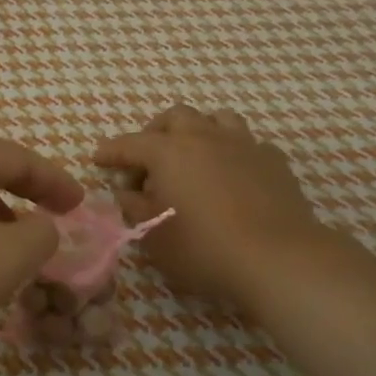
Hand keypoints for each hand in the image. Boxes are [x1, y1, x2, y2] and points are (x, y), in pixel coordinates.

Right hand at [94, 105, 323, 309]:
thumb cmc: (204, 248)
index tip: (98, 159)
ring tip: (193, 157)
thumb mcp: (154, 236)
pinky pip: (247, 144)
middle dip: (155, 133)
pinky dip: (232, 153)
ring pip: (216, 119)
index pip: (130, 144)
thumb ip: (133, 208)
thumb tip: (127, 192)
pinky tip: (232, 175)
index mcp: (168, 152)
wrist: (278, 258)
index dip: (111, 151)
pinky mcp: (273, 160)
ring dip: (198, 132)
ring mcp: (243, 144)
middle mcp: (203, 137)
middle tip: (148, 161)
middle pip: (174, 117)